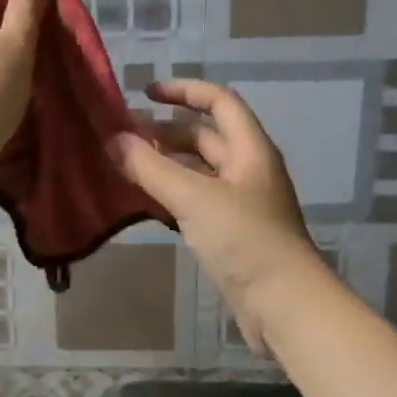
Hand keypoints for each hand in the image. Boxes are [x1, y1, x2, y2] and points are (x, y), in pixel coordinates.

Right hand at [109, 80, 328, 353]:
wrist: (284, 305)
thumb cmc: (244, 239)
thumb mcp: (193, 197)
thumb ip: (150, 167)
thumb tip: (112, 139)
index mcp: (250, 149)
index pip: (219, 102)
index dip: (184, 91)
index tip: (145, 95)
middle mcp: (248, 169)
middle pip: (205, 137)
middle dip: (165, 131)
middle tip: (124, 136)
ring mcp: (241, 202)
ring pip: (199, 170)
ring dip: (166, 163)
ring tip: (127, 164)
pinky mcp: (232, 232)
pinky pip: (196, 200)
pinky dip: (171, 193)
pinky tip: (145, 200)